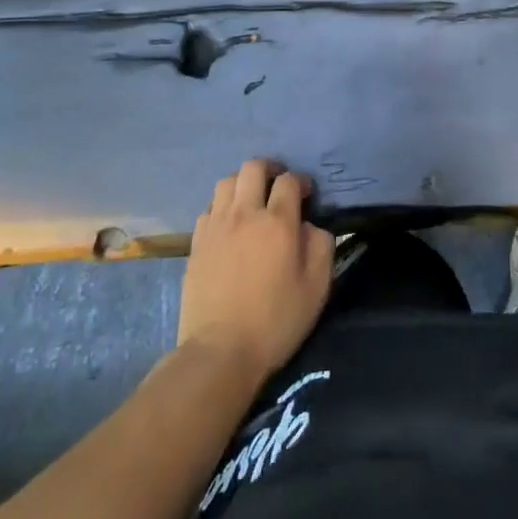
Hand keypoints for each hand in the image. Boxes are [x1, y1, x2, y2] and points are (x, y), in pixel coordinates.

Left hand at [178, 160, 334, 388]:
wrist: (220, 351)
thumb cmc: (275, 321)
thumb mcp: (316, 287)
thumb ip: (320, 245)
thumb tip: (310, 226)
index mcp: (278, 222)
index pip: (289, 181)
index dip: (301, 182)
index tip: (307, 194)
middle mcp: (245, 213)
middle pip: (253, 168)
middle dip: (270, 169)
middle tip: (278, 186)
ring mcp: (217, 225)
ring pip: (227, 181)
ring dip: (243, 184)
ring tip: (251, 201)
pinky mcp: (197, 241)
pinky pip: (209, 207)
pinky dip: (222, 206)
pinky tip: (228, 224)